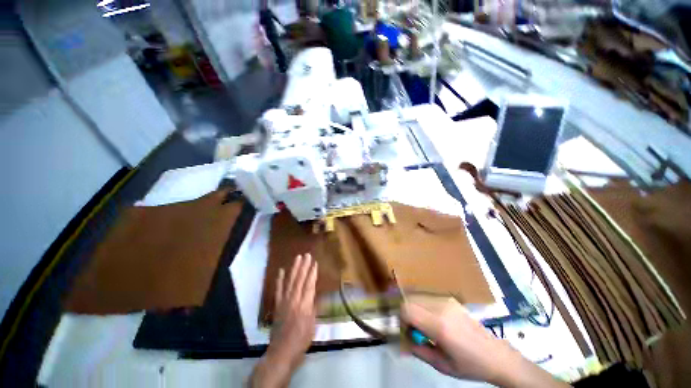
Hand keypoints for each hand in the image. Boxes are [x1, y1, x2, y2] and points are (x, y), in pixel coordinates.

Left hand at [250, 254, 317, 387]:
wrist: (282, 351)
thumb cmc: (301, 340)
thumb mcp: (312, 326)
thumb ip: (313, 308)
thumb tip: (315, 295)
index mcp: (305, 305)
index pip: (310, 285)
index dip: (312, 273)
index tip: (314, 263)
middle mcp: (294, 300)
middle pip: (300, 280)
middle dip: (304, 266)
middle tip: (307, 255)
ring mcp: (284, 301)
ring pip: (290, 281)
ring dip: (294, 268)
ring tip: (298, 258)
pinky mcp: (277, 305)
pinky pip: (278, 290)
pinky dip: (279, 279)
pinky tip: (281, 270)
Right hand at [402, 301, 568, 387]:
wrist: (496, 355)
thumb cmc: (469, 365)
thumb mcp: (440, 365)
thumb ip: (416, 349)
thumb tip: (400, 338)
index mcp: (440, 326)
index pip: (407, 309)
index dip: (400, 319)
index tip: (404, 331)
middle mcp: (441, 307)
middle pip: (409, 300)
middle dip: (405, 313)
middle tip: (411, 329)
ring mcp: (446, 300)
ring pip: (416, 296)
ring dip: (412, 308)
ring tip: (421, 325)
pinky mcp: (449, 298)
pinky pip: (426, 297)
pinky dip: (421, 305)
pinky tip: (430, 319)